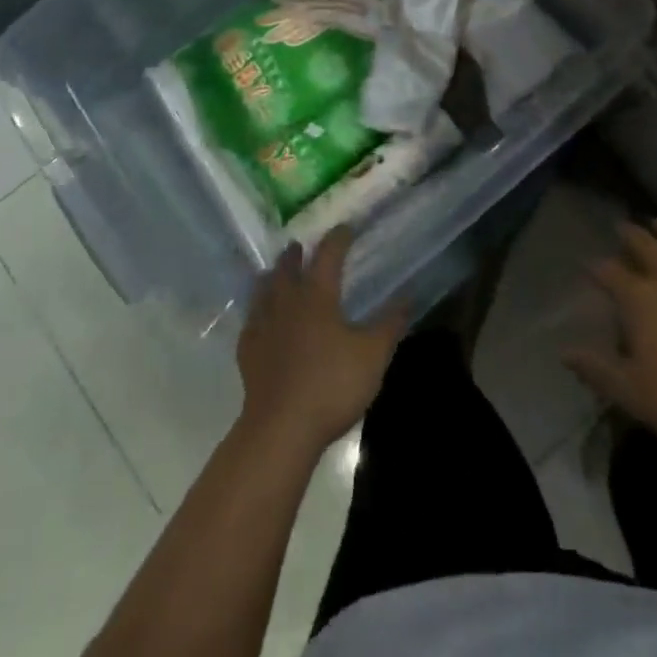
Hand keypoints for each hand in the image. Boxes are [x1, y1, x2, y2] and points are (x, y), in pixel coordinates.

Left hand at [237, 228, 406, 454]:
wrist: (281, 428)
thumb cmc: (331, 385)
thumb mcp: (373, 355)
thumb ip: (390, 324)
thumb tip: (408, 296)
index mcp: (317, 296)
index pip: (328, 255)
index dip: (338, 239)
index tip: (345, 228)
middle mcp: (287, 302)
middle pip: (288, 269)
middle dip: (295, 254)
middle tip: (298, 246)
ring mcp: (263, 326)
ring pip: (263, 291)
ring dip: (271, 277)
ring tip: (273, 273)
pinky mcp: (248, 352)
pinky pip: (251, 322)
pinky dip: (256, 313)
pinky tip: (258, 320)